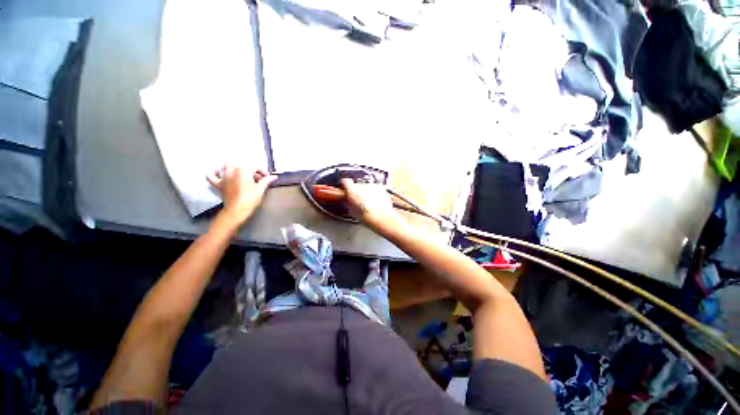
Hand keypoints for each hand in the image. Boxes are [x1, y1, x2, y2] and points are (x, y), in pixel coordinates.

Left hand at [207, 166, 276, 225]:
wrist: (237, 210)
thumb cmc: (250, 198)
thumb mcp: (261, 189)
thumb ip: (266, 180)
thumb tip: (274, 177)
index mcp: (243, 170)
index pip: (254, 167)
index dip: (262, 172)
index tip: (267, 178)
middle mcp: (231, 171)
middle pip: (241, 165)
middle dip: (250, 170)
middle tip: (257, 179)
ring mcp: (223, 177)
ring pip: (226, 167)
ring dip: (234, 169)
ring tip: (242, 175)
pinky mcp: (218, 184)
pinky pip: (211, 176)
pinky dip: (214, 173)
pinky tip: (219, 174)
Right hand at [341, 178, 404, 233]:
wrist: (381, 217)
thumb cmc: (367, 216)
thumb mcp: (352, 212)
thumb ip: (348, 204)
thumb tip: (347, 202)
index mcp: (352, 190)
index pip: (345, 182)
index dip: (345, 185)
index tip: (345, 189)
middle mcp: (362, 185)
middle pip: (357, 185)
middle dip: (357, 191)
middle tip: (358, 200)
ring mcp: (372, 186)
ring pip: (367, 187)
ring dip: (366, 192)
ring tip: (368, 203)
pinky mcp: (381, 188)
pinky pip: (376, 189)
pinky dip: (375, 194)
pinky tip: (375, 202)